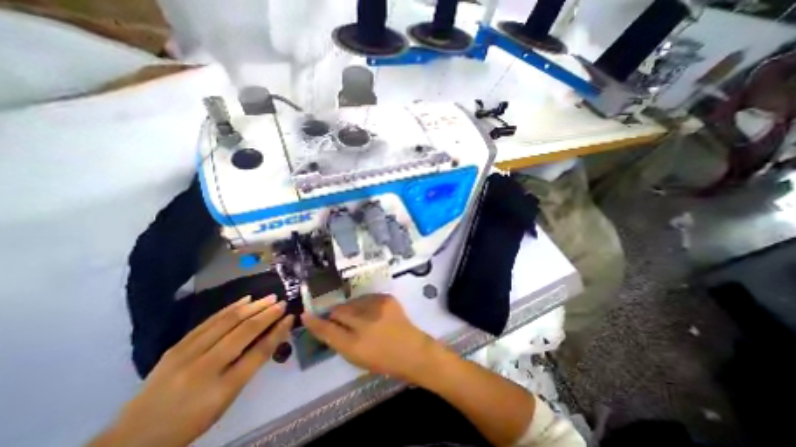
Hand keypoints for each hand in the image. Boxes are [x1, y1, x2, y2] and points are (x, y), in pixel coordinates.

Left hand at [90, 295, 292, 445]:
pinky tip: (244, 300)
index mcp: (222, 387)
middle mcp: (204, 367)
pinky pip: (208, 322)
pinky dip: (230, 308)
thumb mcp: (228, 399)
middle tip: (282, 302)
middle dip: (267, 314)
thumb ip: (251, 365)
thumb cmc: (192, 419)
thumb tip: (272, 335)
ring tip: (268, 297)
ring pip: (226, 322)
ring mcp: (186, 354)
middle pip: (243, 332)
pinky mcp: (176, 347)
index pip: (259, 352)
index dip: (277, 331)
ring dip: (252, 307)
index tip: (290, 317)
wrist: (134, 437)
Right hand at [303, 294, 444, 383]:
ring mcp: (377, 308)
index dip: (314, 322)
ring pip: (352, 302)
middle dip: (335, 314)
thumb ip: (340, 341)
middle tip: (339, 318)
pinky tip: (372, 312)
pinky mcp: (386, 298)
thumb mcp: (358, 359)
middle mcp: (364, 324)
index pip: (327, 330)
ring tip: (360, 317)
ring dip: (351, 308)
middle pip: (338, 311)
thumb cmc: (384, 361)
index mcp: (354, 346)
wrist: (413, 350)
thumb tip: (328, 325)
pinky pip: (367, 297)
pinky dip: (365, 304)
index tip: (305, 315)